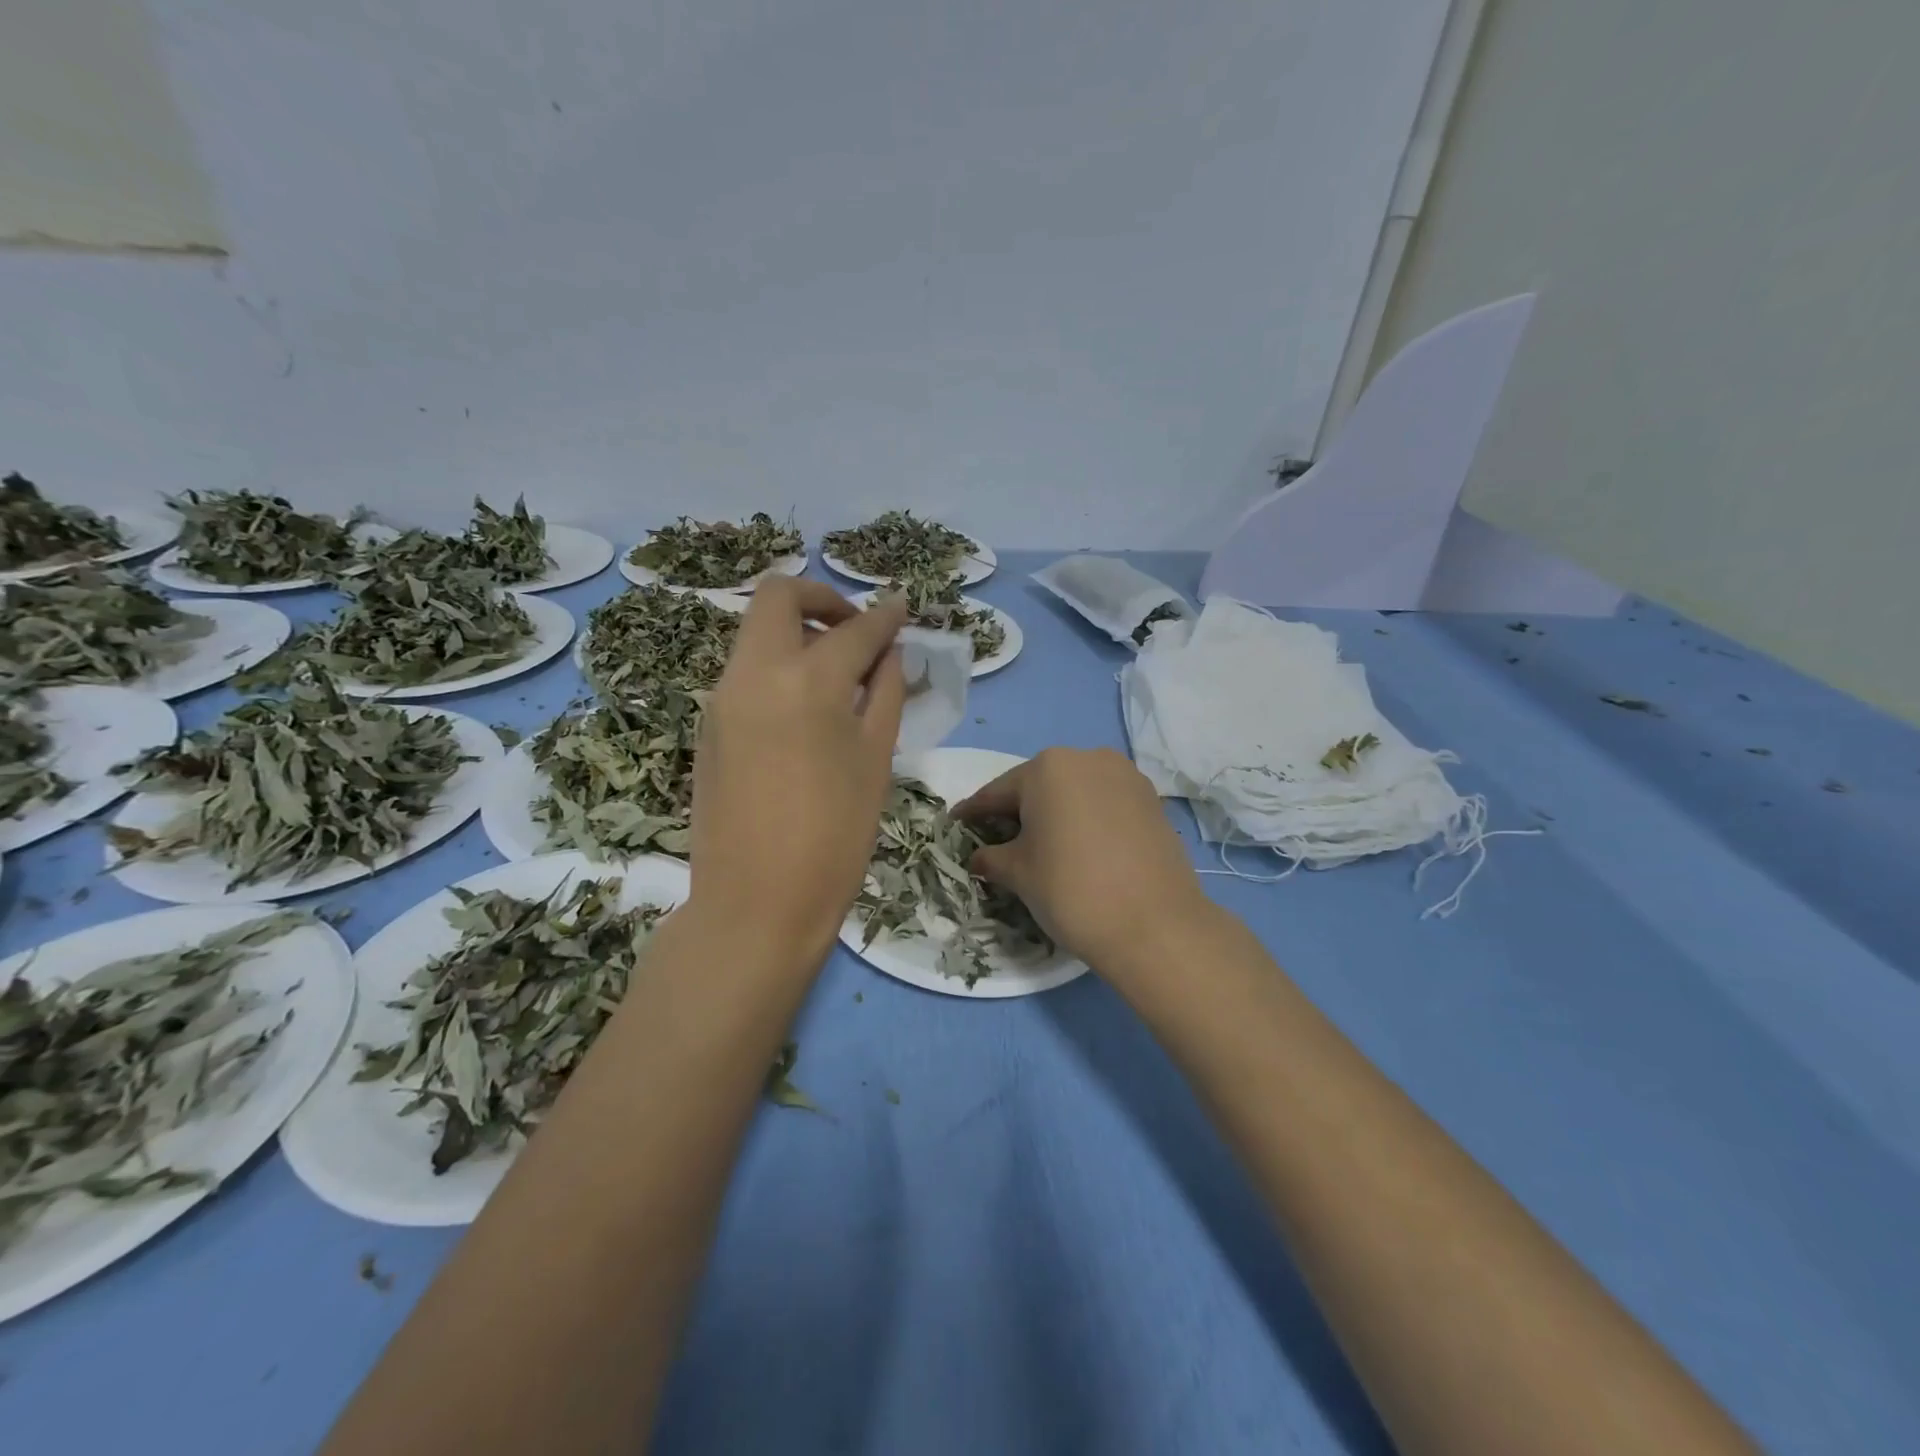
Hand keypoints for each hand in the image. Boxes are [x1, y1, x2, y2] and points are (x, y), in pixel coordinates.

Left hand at [688, 579, 907, 963]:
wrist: (755, 904)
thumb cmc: (834, 839)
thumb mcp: (875, 762)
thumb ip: (884, 695)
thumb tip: (889, 654)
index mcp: (807, 682)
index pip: (854, 630)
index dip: (884, 616)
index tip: (902, 609)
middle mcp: (754, 673)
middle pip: (778, 597)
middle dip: (823, 600)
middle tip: (855, 633)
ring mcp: (721, 697)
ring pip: (756, 632)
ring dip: (797, 633)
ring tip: (836, 675)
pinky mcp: (708, 724)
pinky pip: (745, 671)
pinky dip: (778, 667)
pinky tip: (805, 709)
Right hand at [952, 747, 1213, 975]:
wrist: (1155, 925)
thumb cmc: (1071, 889)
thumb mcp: (1019, 873)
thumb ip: (991, 857)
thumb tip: (978, 857)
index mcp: (1048, 767)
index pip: (998, 791)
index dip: (974, 812)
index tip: (956, 823)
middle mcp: (1088, 759)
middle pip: (1039, 786)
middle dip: (1018, 811)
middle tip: (998, 839)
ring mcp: (1126, 777)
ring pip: (1075, 792)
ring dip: (1055, 814)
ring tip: (1042, 845)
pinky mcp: (1152, 801)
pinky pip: (1105, 804)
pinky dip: (1087, 820)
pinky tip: (1080, 847)